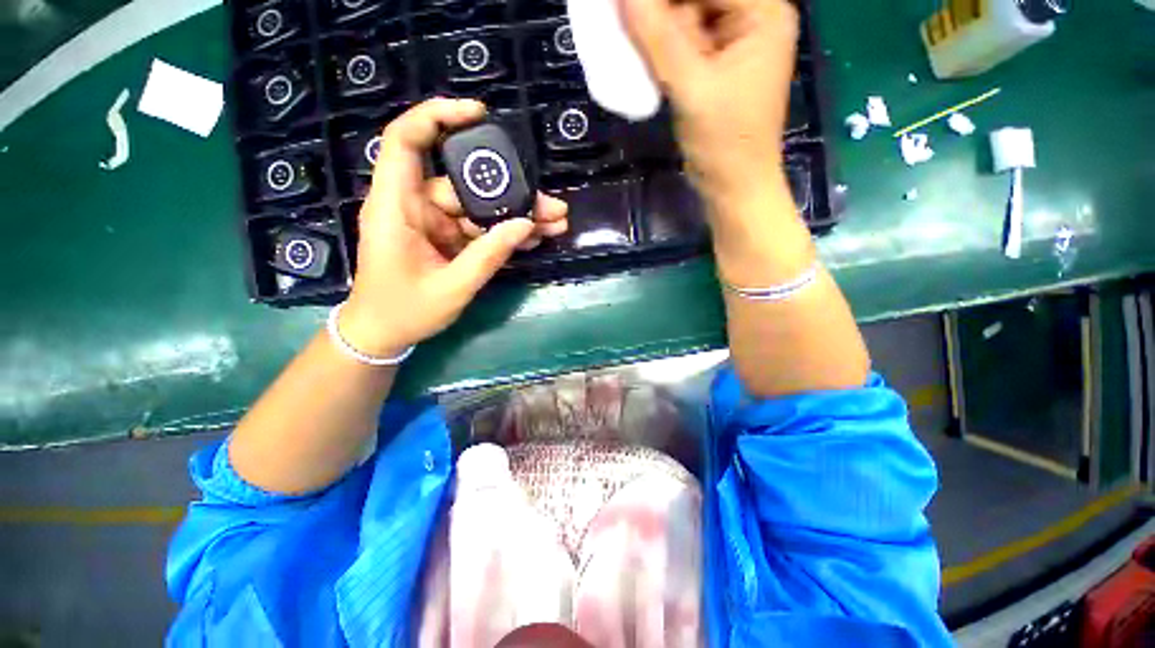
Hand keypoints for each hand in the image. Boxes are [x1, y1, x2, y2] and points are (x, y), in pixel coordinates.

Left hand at [339, 98, 568, 356]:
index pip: (407, 142)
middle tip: (552, 206)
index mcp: (397, 208)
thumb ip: (489, 255)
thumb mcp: (453, 287)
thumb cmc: (405, 311)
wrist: (383, 334)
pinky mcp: (446, 239)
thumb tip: (525, 225)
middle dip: (511, 192)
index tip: (479, 115)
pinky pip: (479, 229)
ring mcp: (434, 224)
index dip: (438, 117)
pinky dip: (504, 233)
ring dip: (516, 216)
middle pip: (465, 184)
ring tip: (555, 223)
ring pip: (479, 208)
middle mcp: (415, 207)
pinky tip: (535, 237)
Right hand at [620, 0, 798, 200]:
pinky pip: (684, 44)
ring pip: (687, 18)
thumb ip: (658, 38)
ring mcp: (734, 44)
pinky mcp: (716, 68)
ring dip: (657, 29)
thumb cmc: (723, 143)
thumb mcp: (691, 88)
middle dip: (661, 11)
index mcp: (762, 11)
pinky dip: (661, 49)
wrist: (732, 187)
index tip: (627, 4)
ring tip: (630, 38)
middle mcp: (753, 18)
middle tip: (626, 20)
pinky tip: (642, 55)